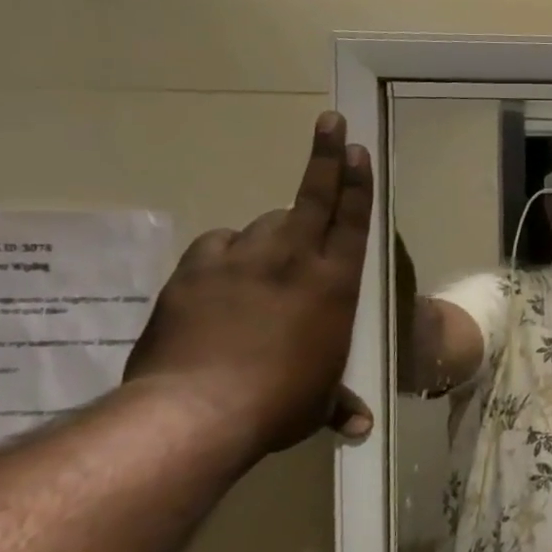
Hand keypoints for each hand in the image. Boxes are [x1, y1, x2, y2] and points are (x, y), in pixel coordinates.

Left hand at [124, 112, 375, 454]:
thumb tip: (359, 429)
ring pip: (259, 225)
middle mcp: (291, 260)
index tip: (357, 147)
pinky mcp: (193, 273)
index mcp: (334, 283)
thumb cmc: (279, 402)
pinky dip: (224, 256)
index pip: (351, 219)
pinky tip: (221, 277)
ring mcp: (239, 261)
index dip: (356, 180)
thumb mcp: (315, 403)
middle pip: (310, 198)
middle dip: (324, 159)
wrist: (195, 413)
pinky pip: (216, 249)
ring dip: (268, 236)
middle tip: (331, 123)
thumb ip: (337, 404)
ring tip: (264, 264)